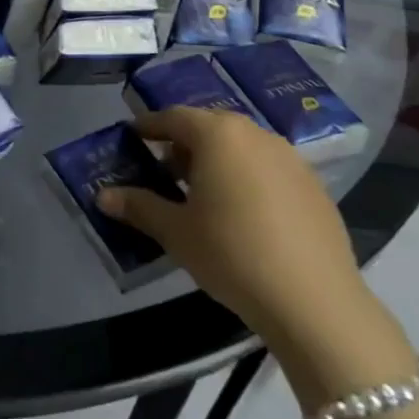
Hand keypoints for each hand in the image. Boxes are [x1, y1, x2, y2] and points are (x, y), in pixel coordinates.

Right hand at [98, 108, 377, 354]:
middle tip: (164, 169)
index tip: (133, 135)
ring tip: (202, 193)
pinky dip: (248, 177)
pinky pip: (268, 168)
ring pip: (241, 146)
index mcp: (218, 135)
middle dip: (183, 143)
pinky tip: (243, 213)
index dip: (150, 125)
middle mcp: (255, 134)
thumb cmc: (232, 254)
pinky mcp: (314, 185)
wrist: (315, 301)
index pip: (174, 117)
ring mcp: (290, 158)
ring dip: (217, 160)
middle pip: (210, 127)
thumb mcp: (176, 232)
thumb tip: (103, 196)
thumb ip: (139, 207)